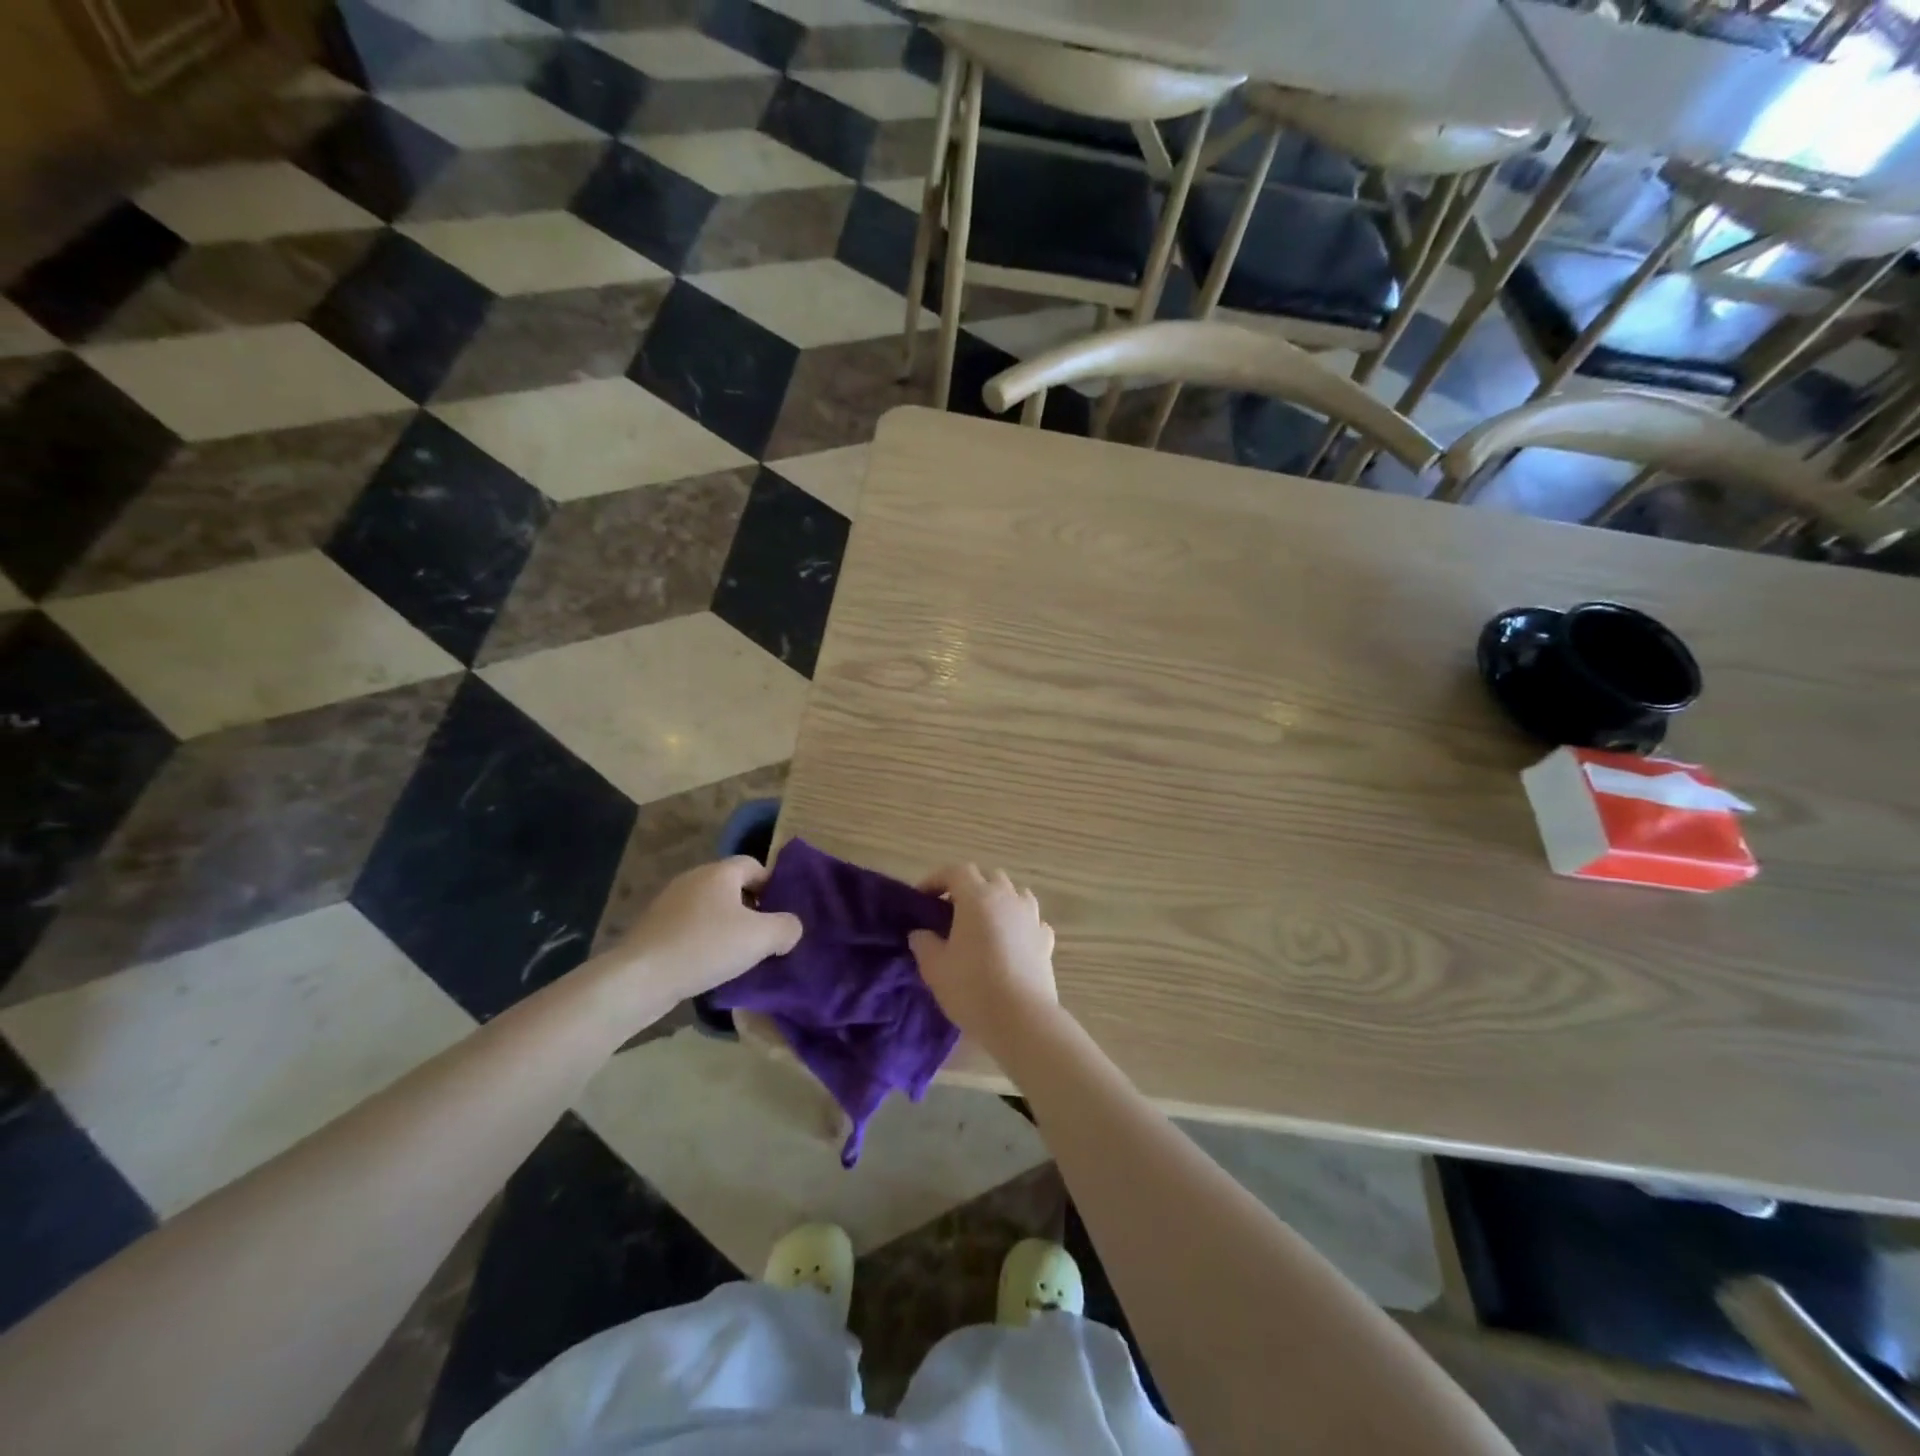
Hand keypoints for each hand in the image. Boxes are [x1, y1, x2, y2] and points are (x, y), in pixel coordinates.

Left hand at [598, 857, 801, 1006]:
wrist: (641, 977)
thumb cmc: (706, 947)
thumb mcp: (761, 938)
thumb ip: (786, 928)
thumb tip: (791, 928)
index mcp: (719, 872)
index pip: (754, 865)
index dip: (772, 886)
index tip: (780, 914)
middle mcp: (693, 879)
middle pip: (731, 887)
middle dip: (750, 909)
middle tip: (763, 937)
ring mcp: (669, 903)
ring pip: (709, 908)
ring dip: (726, 927)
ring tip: (738, 955)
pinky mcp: (653, 928)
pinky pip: (689, 927)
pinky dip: (703, 940)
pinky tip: (708, 965)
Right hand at [908, 864, 1058, 1054]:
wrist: (1021, 1019)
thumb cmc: (972, 988)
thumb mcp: (934, 967)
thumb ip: (923, 942)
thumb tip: (921, 932)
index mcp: (978, 897)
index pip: (956, 871)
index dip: (936, 879)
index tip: (922, 898)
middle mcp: (1007, 898)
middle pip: (988, 877)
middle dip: (968, 887)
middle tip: (951, 911)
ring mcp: (1031, 917)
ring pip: (1014, 893)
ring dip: (997, 901)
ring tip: (983, 924)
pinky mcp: (1046, 939)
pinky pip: (1030, 919)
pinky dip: (1018, 923)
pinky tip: (1010, 941)